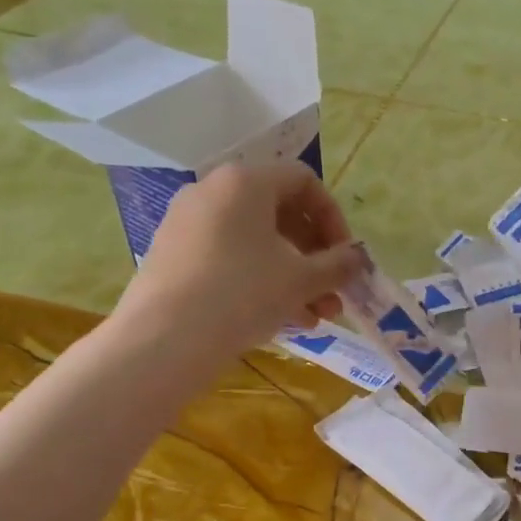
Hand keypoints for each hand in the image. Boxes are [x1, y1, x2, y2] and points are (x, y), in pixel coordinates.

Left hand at [117, 161, 364, 356]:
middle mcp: (212, 191)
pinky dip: (259, 280)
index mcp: (245, 182)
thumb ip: (337, 265)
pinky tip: (280, 319)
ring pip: (256, 242)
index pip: (304, 181)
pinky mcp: (173, 255)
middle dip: (315, 257)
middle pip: (280, 214)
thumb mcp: (301, 280)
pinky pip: (229, 258)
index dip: (334, 218)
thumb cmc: (242, 294)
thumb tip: (356, 259)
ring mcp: (187, 223)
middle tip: (334, 293)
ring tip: (314, 317)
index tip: (345, 257)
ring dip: (292, 276)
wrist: (164, 340)